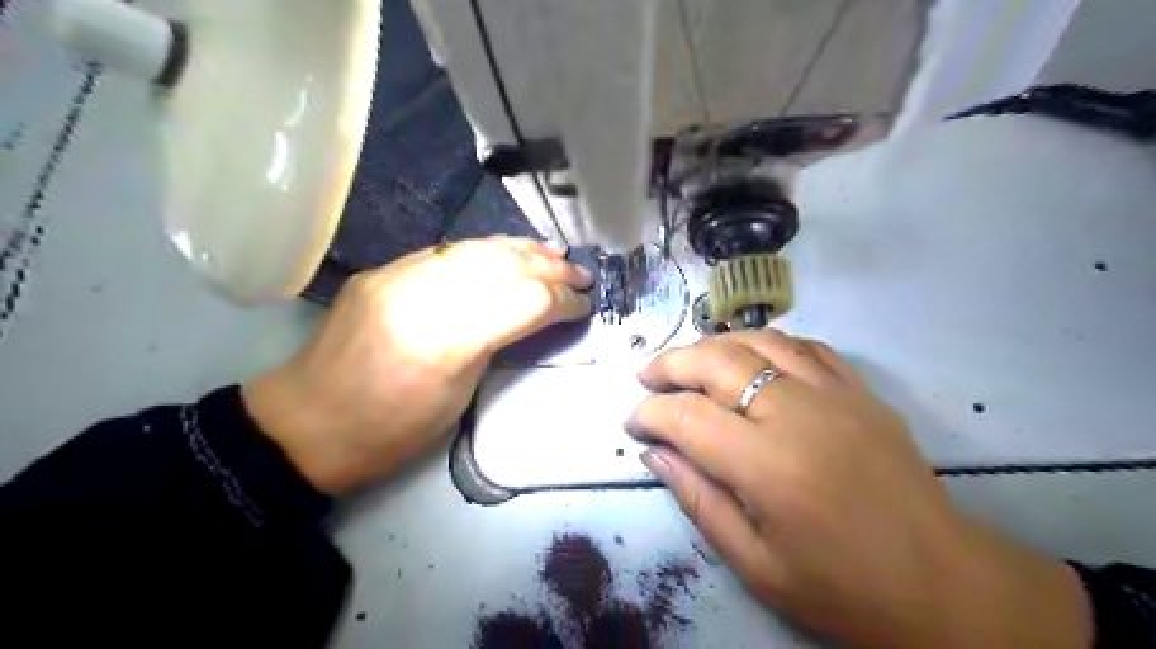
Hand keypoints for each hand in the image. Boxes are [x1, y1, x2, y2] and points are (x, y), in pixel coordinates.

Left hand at [240, 236, 586, 493]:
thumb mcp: (459, 397)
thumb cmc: (391, 431)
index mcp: (448, 341)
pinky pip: (447, 250)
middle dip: (552, 269)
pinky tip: (506, 251)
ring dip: (524, 249)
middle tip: (582, 276)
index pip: (525, 301)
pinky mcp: (385, 270)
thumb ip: (497, 344)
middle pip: (505, 266)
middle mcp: (425, 294)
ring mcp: (399, 274)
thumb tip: (532, 315)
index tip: (585, 305)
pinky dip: (486, 249)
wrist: (307, 423)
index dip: (563, 301)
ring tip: (556, 255)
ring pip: (477, 248)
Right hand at [628, 332, 1090, 648]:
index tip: (633, 421)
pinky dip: (766, 342)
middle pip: (717, 362)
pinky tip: (750, 356)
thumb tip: (654, 452)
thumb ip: (698, 499)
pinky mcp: (861, 391)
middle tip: (646, 377)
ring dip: (713, 344)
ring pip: (758, 341)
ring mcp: (836, 395)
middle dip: (670, 364)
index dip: (650, 413)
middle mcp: (798, 414)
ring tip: (687, 360)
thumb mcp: (756, 564)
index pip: (688, 417)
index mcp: (769, 466)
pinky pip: (805, 346)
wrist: (944, 584)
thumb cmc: (842, 588)